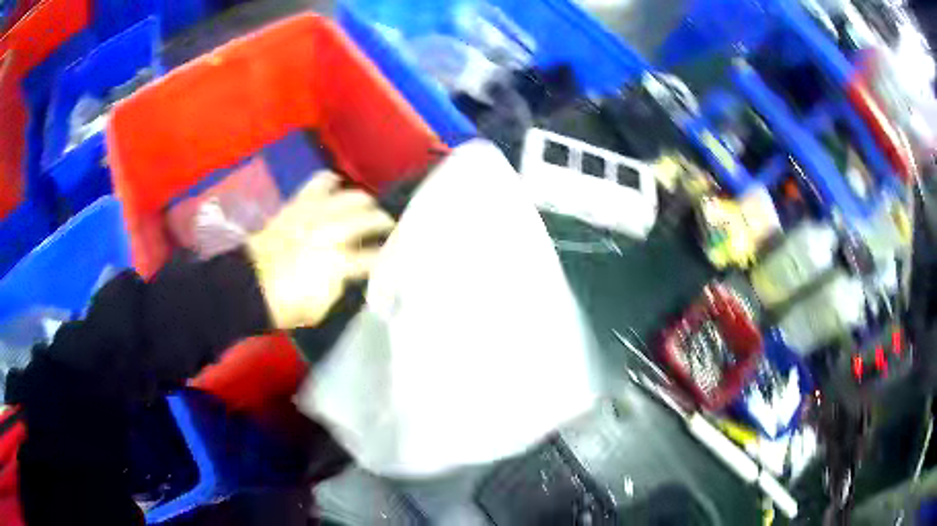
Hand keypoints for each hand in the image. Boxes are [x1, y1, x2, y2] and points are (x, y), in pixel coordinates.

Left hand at [248, 172, 394, 328]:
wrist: (247, 286)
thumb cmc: (284, 304)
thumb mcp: (318, 309)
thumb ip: (338, 287)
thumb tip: (348, 273)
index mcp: (338, 264)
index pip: (373, 257)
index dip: (387, 257)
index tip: (394, 257)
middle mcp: (330, 234)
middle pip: (367, 219)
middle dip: (382, 222)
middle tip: (387, 226)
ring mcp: (313, 215)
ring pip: (349, 197)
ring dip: (363, 201)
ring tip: (367, 206)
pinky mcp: (297, 205)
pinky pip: (318, 184)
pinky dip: (330, 181)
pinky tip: (337, 184)